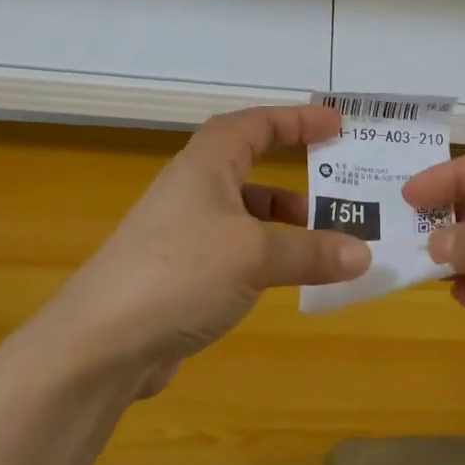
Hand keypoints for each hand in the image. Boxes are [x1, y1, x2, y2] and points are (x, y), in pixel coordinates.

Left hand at [42, 105, 369, 396]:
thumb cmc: (180, 274)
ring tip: (325, 237)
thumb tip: (364, 254)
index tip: (337, 124)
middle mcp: (193, 190)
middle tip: (338, 180)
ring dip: (285, 220)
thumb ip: (311, 251)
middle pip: (250, 164)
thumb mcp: (255, 256)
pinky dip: (268, 255)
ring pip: (245, 212)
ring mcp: (184, 233)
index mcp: (206, 165)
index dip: (296, 120)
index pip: (256, 124)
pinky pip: (238, 250)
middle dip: (294, 169)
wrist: (100, 344)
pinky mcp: (181, 273)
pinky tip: (288, 278)